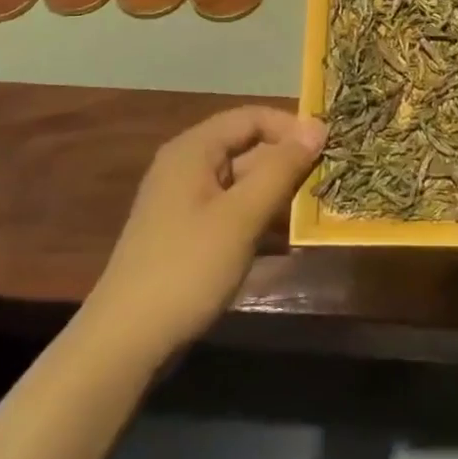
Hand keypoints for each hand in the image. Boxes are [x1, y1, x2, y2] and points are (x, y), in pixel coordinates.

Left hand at [88, 108, 325, 362]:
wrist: (127, 341)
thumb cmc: (188, 267)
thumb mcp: (242, 215)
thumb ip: (281, 169)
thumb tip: (318, 127)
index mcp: (193, 150)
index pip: (251, 117)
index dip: (291, 127)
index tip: (328, 148)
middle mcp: (187, 167)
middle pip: (247, 148)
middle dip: (288, 163)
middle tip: (329, 182)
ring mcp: (186, 203)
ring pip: (244, 182)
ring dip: (279, 194)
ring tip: (316, 212)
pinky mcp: (189, 234)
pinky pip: (233, 211)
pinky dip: (260, 219)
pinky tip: (288, 242)